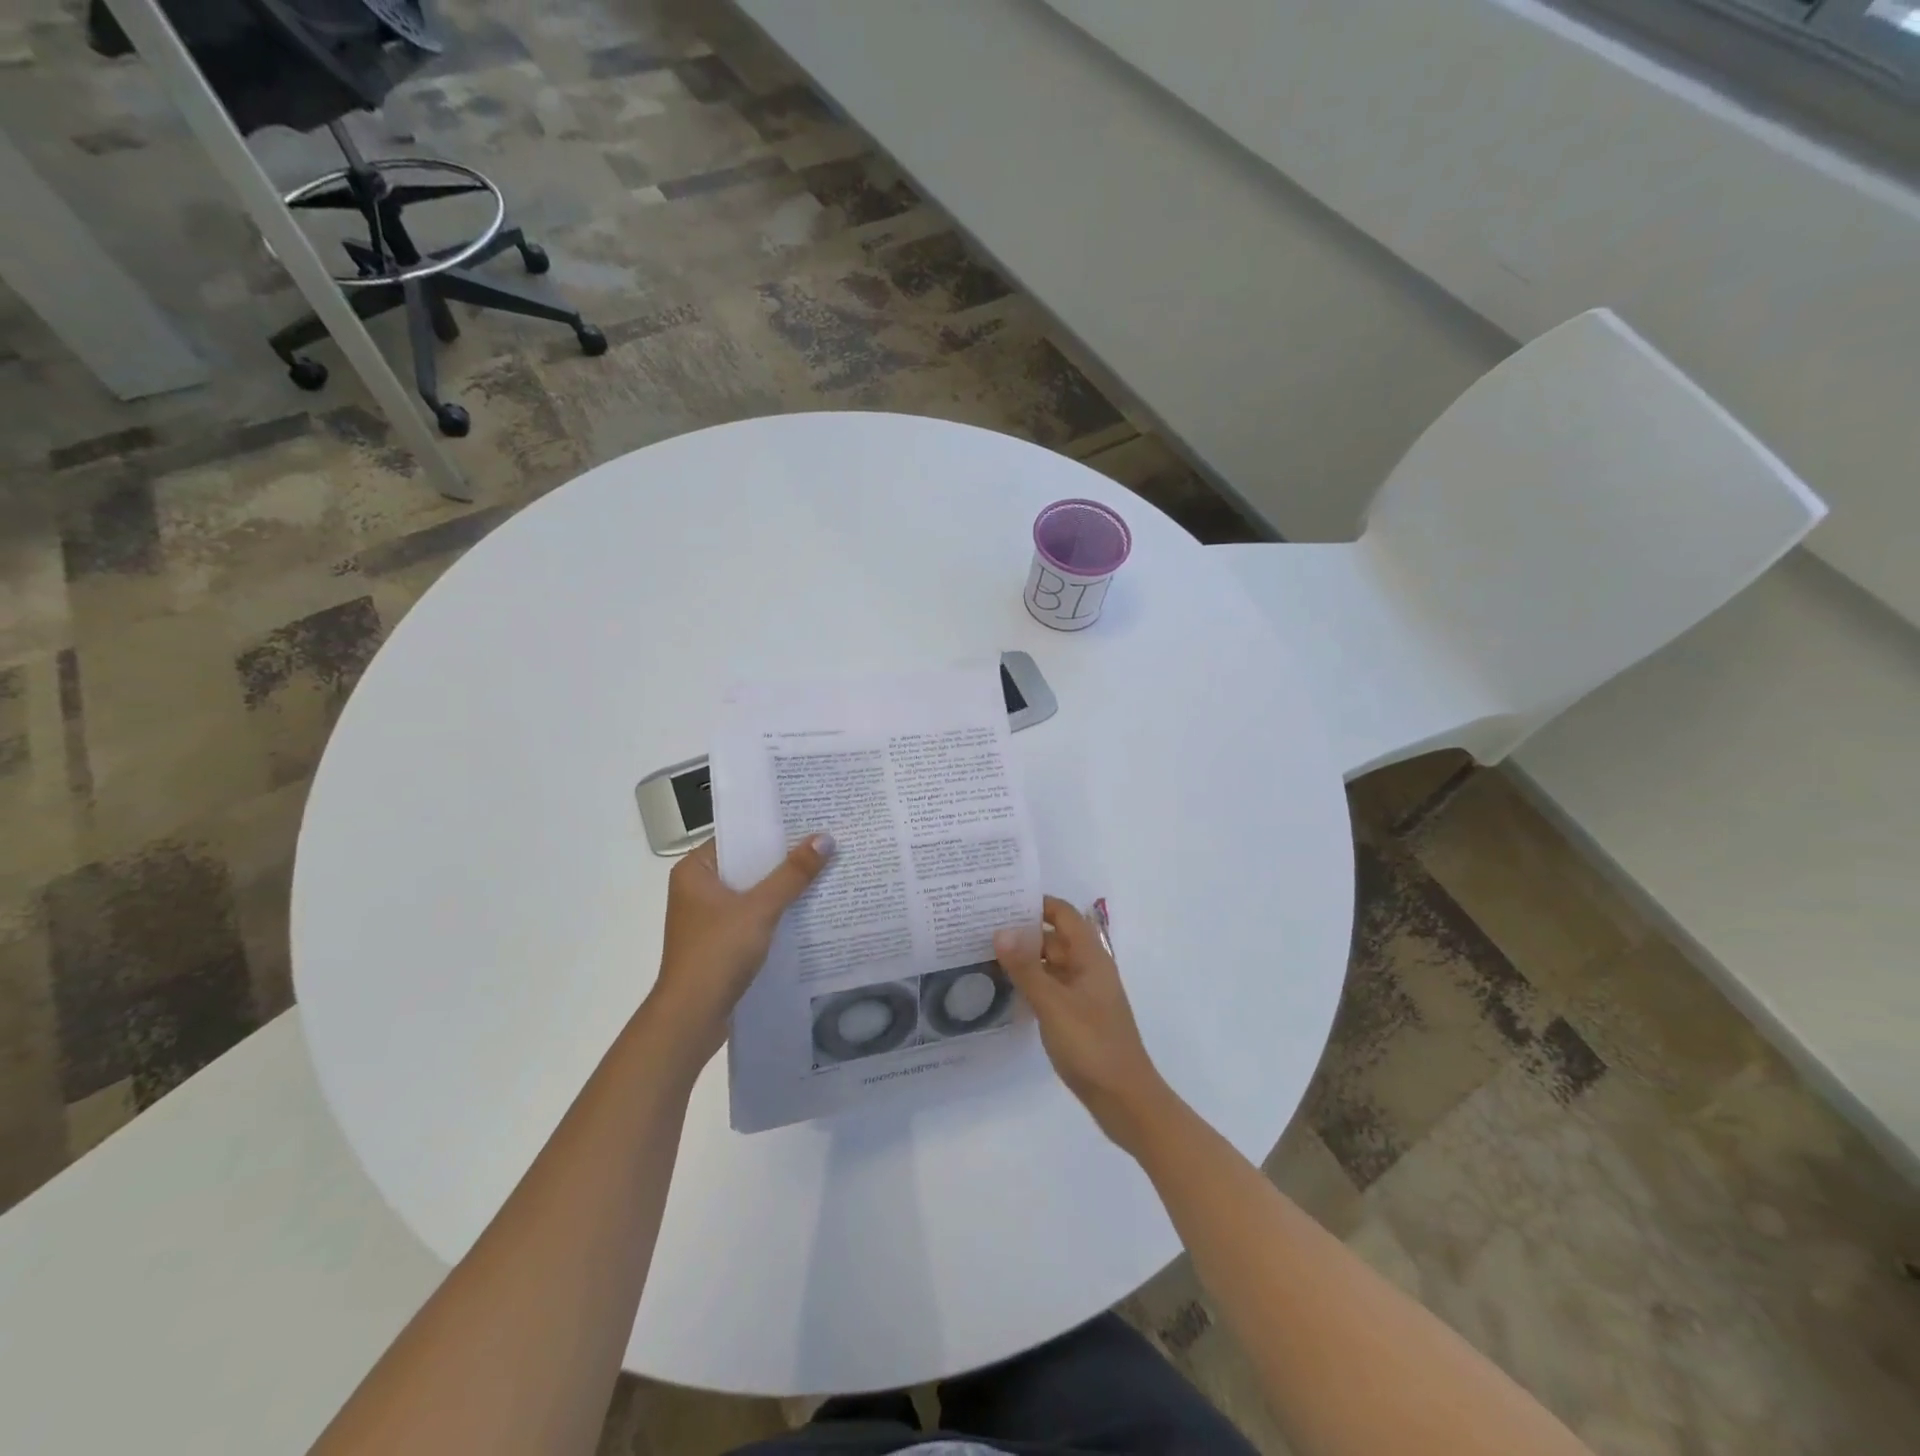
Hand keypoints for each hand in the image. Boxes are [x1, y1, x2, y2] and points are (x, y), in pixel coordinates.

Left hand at [651, 834, 834, 1058]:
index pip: (738, 837)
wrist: (691, 1017)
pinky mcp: (720, 941)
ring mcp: (708, 917)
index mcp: (695, 871)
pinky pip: (753, 915)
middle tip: (826, 841)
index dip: (773, 829)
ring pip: (753, 891)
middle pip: (748, 864)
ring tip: (825, 869)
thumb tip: (825, 838)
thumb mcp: (760, 908)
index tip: (809, 819)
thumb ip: (793, 874)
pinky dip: (776, 911)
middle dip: (784, 858)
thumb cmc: (717, 953)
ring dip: (783, 886)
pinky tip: (808, 908)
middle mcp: (698, 889)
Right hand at [994, 896, 1174, 1155]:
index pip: (1063, 915)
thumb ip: (1026, 968)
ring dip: (1023, 959)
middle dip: (1022, 931)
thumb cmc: (1092, 1045)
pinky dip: (1029, 983)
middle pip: (1054, 938)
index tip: (1001, 899)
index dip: (1037, 903)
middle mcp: (1088, 970)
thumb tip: (1000, 930)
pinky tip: (1003, 989)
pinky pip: (1050, 988)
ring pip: (1050, 965)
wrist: (1125, 1101)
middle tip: (980, 927)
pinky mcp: (1076, 1017)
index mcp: (1090, 958)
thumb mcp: (1054, 1004)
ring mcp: (1082, 995)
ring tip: (982, 953)